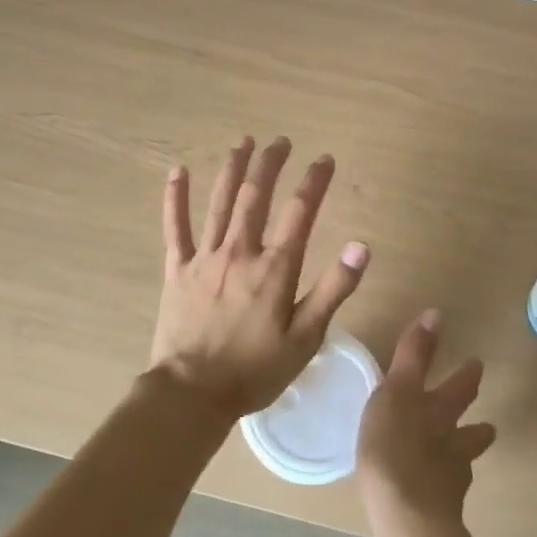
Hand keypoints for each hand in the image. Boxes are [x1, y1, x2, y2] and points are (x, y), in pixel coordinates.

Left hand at [149, 136, 368, 420]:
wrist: (191, 394)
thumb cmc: (254, 371)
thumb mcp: (306, 338)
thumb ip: (333, 289)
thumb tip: (360, 245)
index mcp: (274, 268)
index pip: (300, 212)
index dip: (314, 181)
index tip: (325, 158)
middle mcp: (240, 251)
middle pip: (256, 195)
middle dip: (271, 163)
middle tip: (281, 141)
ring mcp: (204, 257)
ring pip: (220, 201)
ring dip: (233, 168)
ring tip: (244, 142)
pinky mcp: (177, 269)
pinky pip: (175, 227)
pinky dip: (175, 197)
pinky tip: (176, 170)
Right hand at [357, 311, 496, 534]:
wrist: (405, 517)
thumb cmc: (394, 445)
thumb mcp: (396, 390)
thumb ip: (414, 354)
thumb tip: (436, 313)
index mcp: (440, 411)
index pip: (461, 387)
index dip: (468, 375)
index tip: (477, 365)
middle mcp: (453, 443)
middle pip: (472, 431)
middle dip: (477, 424)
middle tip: (486, 423)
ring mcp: (450, 481)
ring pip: (463, 464)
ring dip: (462, 460)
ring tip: (459, 461)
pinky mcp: (439, 513)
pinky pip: (444, 496)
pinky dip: (441, 490)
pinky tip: (431, 495)